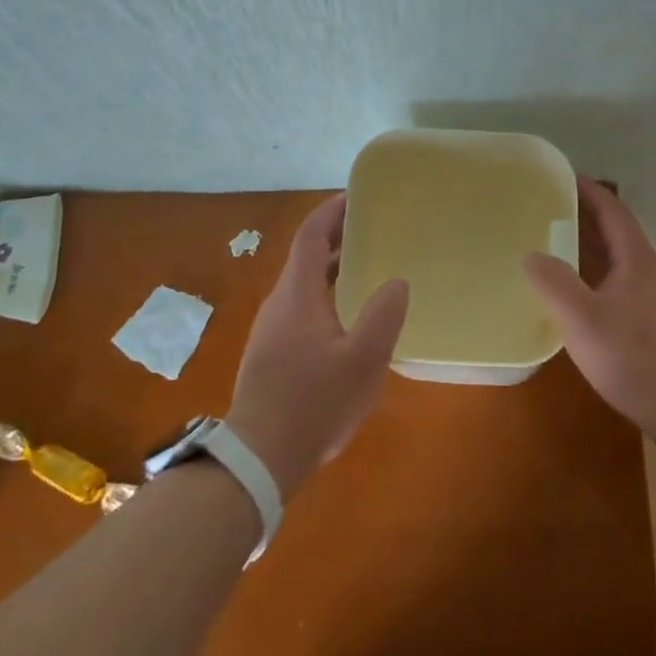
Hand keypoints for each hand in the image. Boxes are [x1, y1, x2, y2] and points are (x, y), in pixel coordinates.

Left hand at [226, 193, 409, 497]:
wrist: (259, 459)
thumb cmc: (313, 404)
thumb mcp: (362, 362)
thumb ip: (383, 317)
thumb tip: (396, 281)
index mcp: (297, 295)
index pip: (311, 235)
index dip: (332, 211)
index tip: (358, 196)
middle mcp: (280, 303)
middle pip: (308, 256)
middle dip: (339, 237)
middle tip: (376, 229)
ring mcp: (273, 329)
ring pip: (305, 284)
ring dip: (335, 268)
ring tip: (371, 267)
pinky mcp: (273, 352)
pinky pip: (303, 307)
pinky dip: (328, 294)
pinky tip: (351, 317)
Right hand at [523, 177, 655, 438]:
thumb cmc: (636, 358)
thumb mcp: (584, 320)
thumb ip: (554, 283)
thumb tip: (532, 255)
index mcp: (637, 259)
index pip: (613, 209)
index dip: (588, 189)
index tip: (559, 176)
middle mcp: (649, 271)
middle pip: (615, 231)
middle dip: (582, 216)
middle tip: (544, 209)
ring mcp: (654, 298)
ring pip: (616, 260)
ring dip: (587, 248)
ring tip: (550, 246)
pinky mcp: (653, 323)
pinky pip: (617, 284)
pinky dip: (593, 276)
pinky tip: (574, 296)